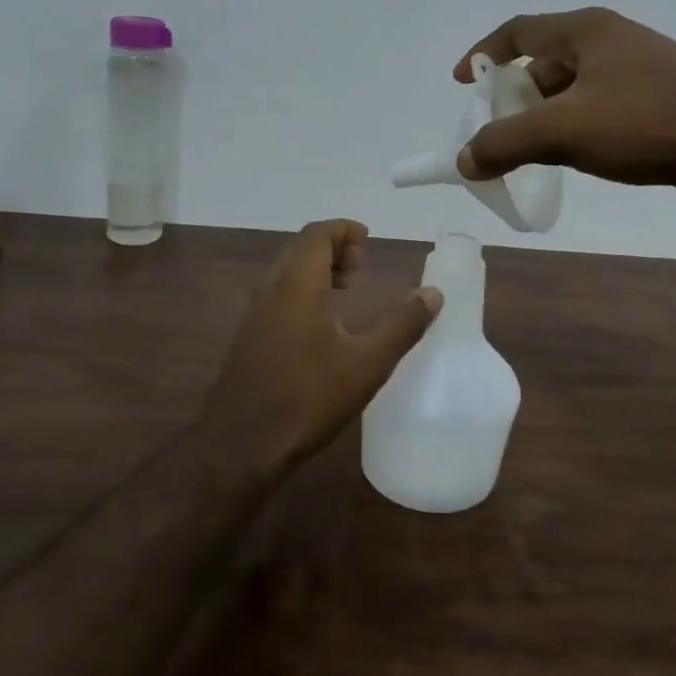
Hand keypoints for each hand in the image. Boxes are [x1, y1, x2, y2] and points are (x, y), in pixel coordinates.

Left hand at [206, 220, 441, 474]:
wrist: (241, 444)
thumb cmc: (308, 398)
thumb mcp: (367, 364)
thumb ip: (402, 325)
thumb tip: (433, 294)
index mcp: (296, 285)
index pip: (316, 235)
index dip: (343, 230)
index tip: (368, 240)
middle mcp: (270, 290)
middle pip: (300, 248)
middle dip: (332, 247)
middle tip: (362, 264)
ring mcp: (254, 314)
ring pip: (286, 272)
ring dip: (316, 269)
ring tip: (347, 287)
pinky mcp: (248, 337)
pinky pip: (277, 294)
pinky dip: (302, 289)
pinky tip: (321, 322)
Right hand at [454, 7, 675, 206]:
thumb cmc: (647, 121)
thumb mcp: (563, 131)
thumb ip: (505, 143)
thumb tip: (465, 159)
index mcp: (585, 31)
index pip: (518, 31)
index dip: (483, 53)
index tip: (462, 82)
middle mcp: (610, 42)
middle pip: (544, 61)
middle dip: (514, 96)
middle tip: (497, 131)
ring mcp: (638, 71)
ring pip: (573, 90)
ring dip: (544, 117)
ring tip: (529, 152)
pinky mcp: (658, 101)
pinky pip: (599, 109)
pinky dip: (575, 129)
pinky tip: (575, 159)